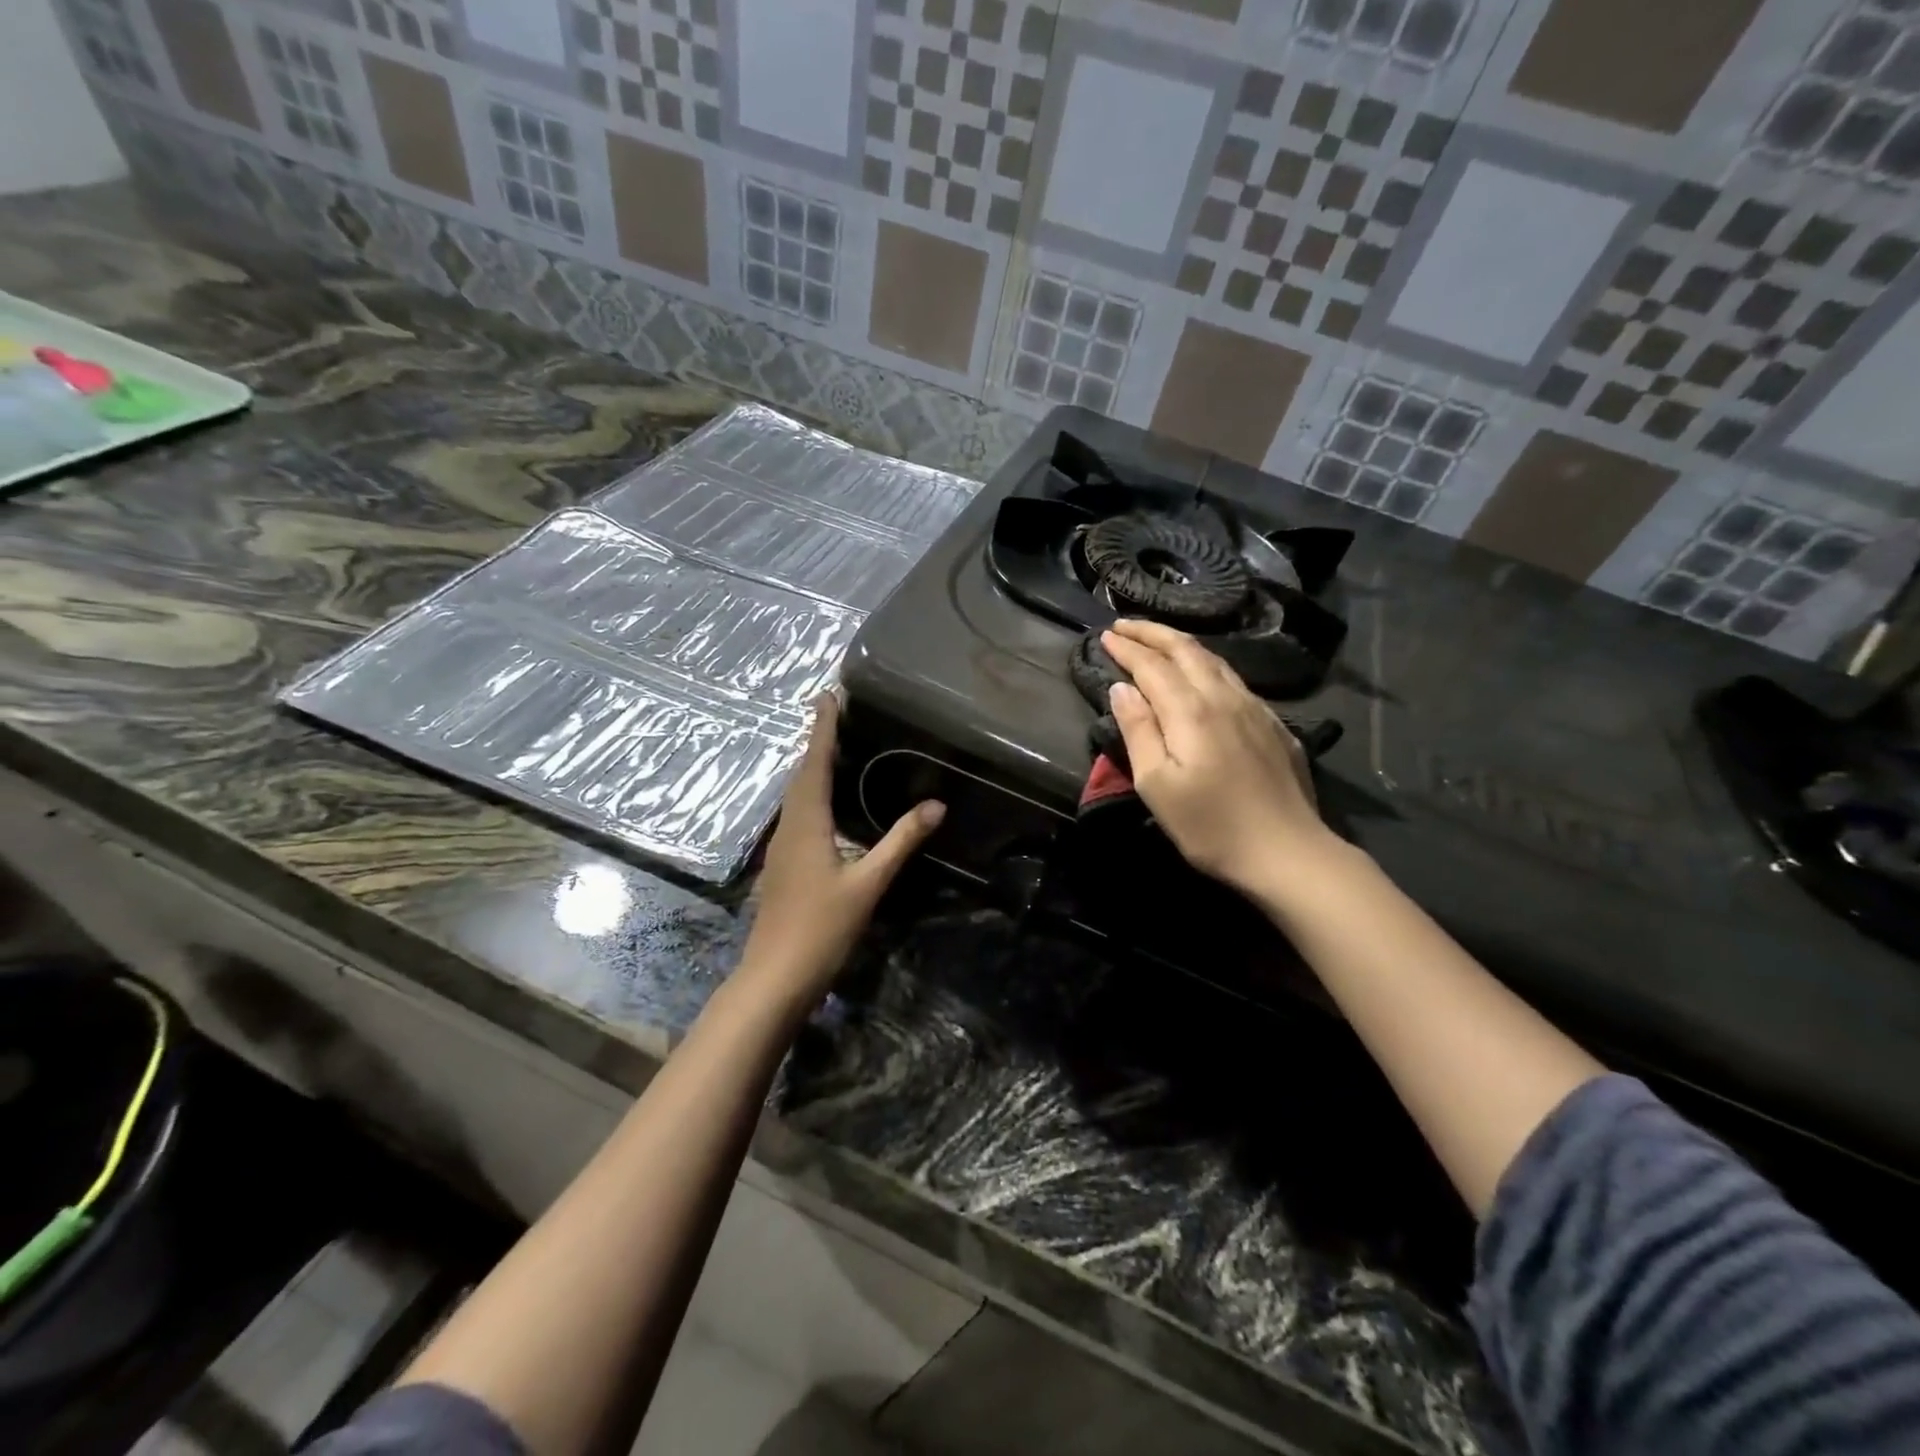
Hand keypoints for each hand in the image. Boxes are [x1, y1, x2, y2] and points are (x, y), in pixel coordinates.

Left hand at [737, 695, 942, 1009]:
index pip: (814, 763)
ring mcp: (781, 848)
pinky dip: (811, 795)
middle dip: (817, 742)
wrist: (774, 976)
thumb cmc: (821, 927)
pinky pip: (797, 815)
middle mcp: (788, 827)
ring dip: (812, 768)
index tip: (826, 695)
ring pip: (796, 796)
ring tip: (834, 749)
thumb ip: (900, 842)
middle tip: (836, 714)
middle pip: (801, 774)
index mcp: (806, 823)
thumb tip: (936, 805)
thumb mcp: (868, 883)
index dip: (822, 729)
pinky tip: (826, 805)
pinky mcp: (782, 866)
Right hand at [1101, 619, 1334, 899]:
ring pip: (1214, 660)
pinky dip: (1207, 665)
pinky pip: (1234, 679)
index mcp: (1191, 711)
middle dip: (1152, 632)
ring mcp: (1255, 708)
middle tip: (1124, 624)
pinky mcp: (1273, 724)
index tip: (1105, 635)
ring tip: (1158, 640)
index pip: (1152, 665)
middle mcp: (1224, 697)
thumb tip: (1122, 688)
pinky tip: (1203, 675)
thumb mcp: (1157, 785)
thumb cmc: (1210, 826)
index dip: (1128, 648)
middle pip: (1186, 650)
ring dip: (1181, 644)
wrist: (1288, 852)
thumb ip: (1138, 730)